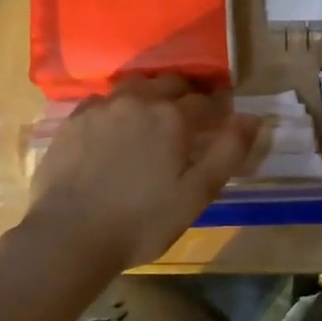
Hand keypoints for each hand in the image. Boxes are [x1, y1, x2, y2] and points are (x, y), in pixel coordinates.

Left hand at [25, 75, 259, 272]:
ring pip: (136, 86)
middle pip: (171, 84)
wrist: (68, 236)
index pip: (206, 101)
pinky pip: (104, 101)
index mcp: (173, 117)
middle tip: (188, 119)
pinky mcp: (74, 120)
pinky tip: (114, 129)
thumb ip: (229, 152)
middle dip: (185, 95)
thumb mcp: (196, 194)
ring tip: (152, 119)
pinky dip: (117, 108)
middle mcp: (139, 100)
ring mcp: (103, 106)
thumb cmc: (141, 221)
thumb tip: (253, 118)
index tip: (220, 122)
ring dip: (150, 96)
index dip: (217, 110)